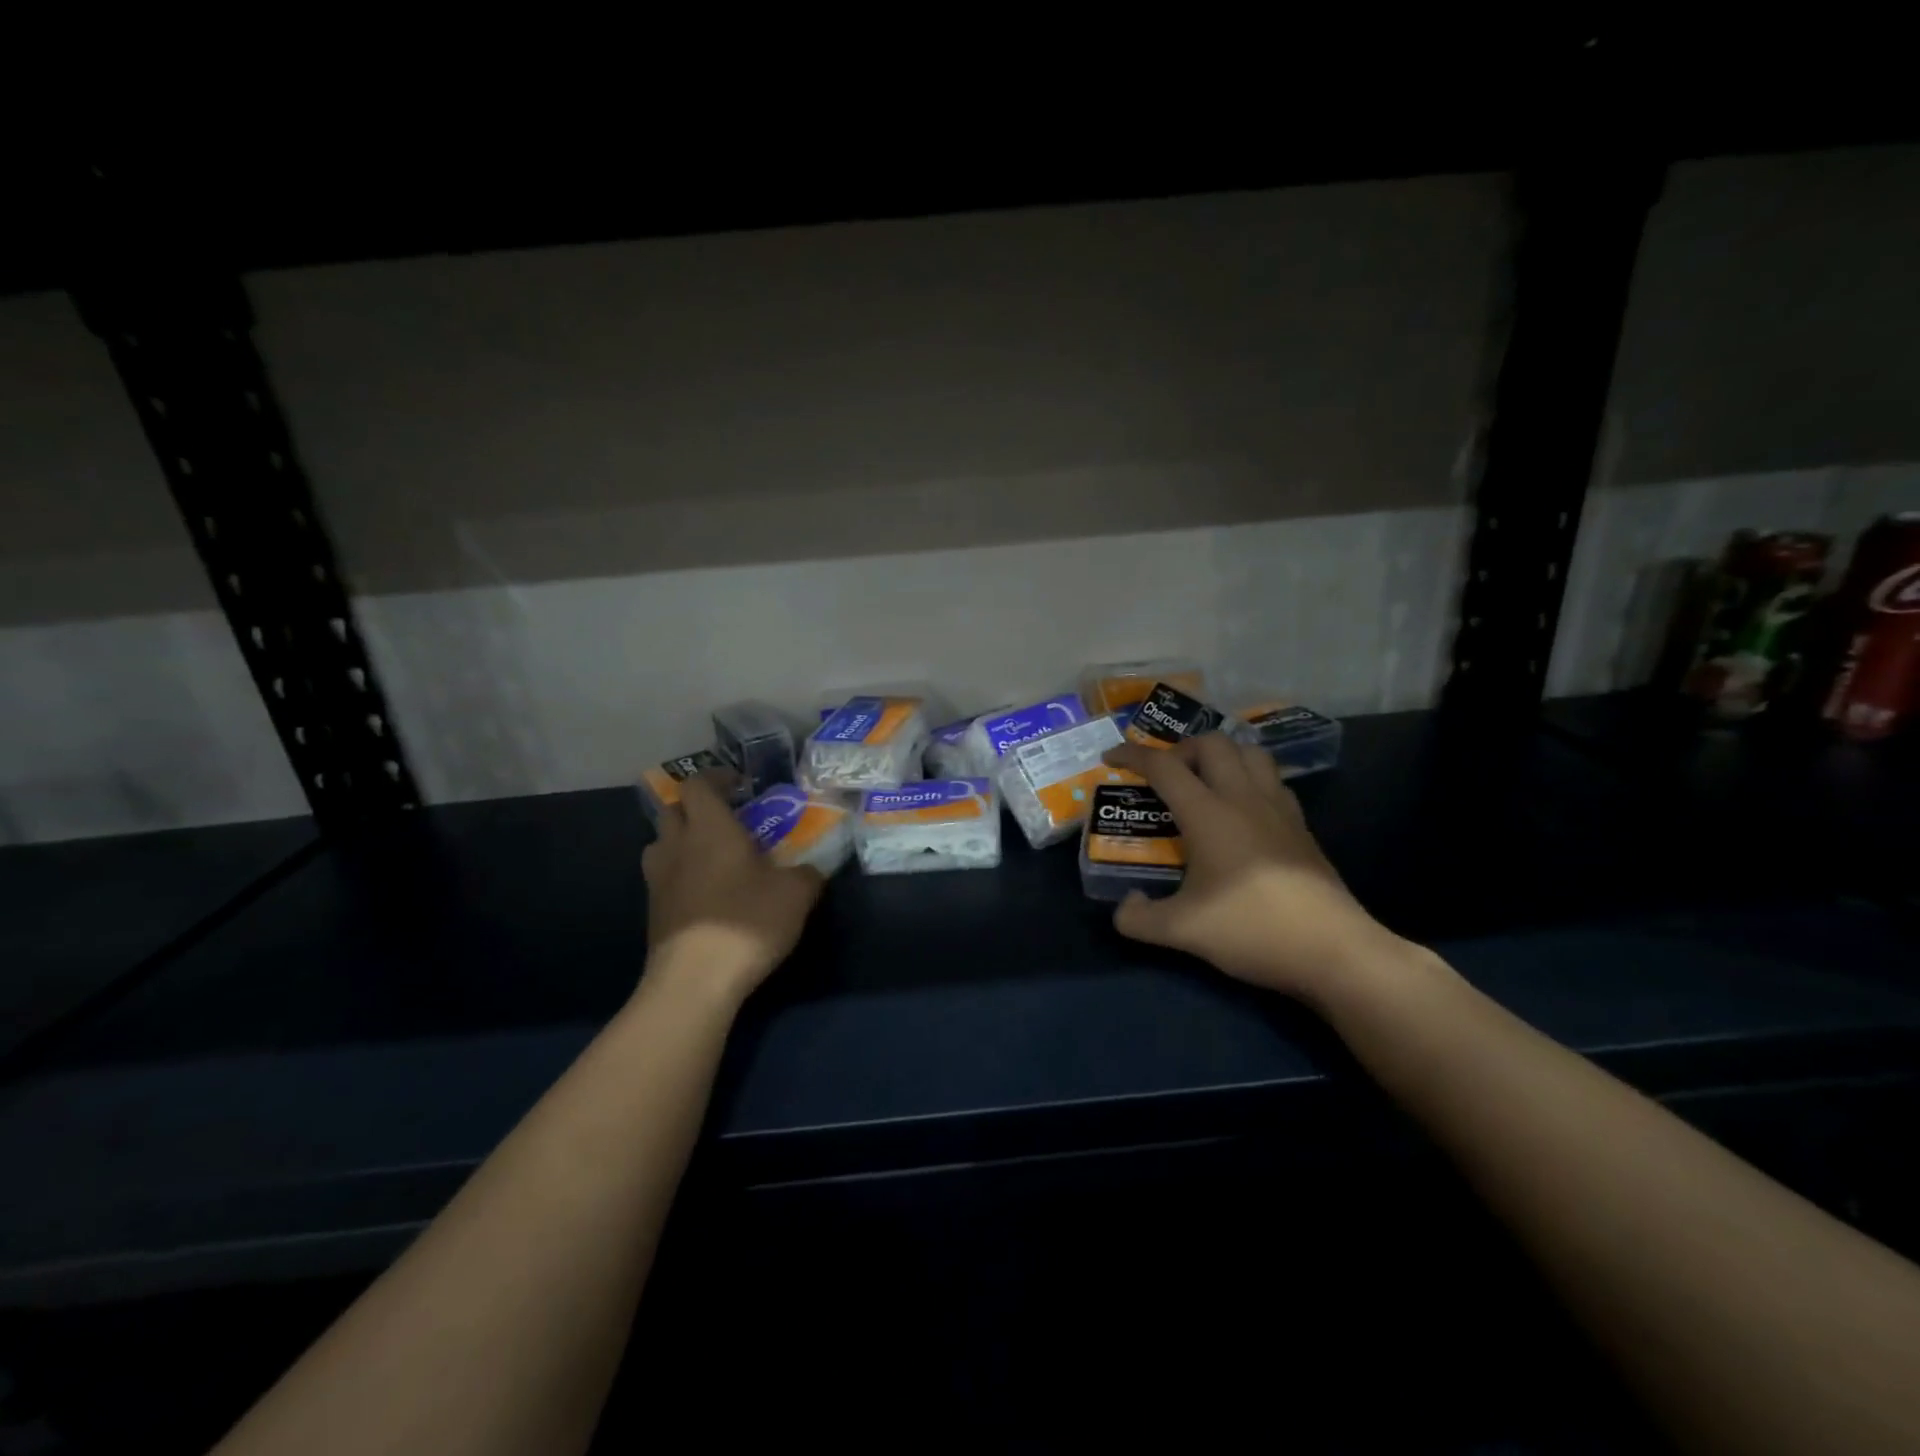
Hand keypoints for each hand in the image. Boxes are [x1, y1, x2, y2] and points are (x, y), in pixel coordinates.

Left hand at [641, 774, 823, 1005]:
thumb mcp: (796, 893)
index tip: (741, 786)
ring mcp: (658, 880)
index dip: (717, 778)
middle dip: (697, 808)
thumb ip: (807, 873)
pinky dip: (681, 874)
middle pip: (673, 809)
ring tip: (713, 856)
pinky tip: (707, 894)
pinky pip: (663, 877)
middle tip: (728, 820)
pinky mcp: (653, 911)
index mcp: (710, 828)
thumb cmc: (747, 921)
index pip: (698, 783)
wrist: (695, 980)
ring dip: (682, 841)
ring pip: (661, 844)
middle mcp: (677, 845)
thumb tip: (810, 869)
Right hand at [1100, 736, 1398, 1002]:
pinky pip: (1273, 782)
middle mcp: (1243, 799)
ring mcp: (1279, 810)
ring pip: (1251, 753)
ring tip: (1205, 782)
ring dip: (1222, 756)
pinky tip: (1243, 811)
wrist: (1333, 950)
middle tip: (1166, 775)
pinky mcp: (1302, 827)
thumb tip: (1124, 906)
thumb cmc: (1252, 929)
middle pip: (1213, 744)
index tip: (1111, 756)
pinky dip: (1251, 780)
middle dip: (1182, 748)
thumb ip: (1139, 918)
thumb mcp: (1182, 931)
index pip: (1164, 766)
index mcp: (1208, 814)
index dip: (1132, 754)